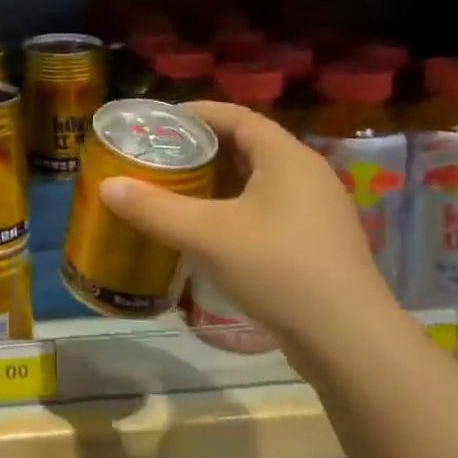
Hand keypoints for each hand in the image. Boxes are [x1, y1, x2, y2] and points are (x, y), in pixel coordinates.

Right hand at [99, 101, 391, 353]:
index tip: (158, 123)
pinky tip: (209, 232)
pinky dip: (234, 209)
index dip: (196, 114)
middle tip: (159, 159)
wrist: (350, 343)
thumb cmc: (278, 269)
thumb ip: (154, 208)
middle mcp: (306, 175)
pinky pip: (267, 210)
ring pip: (257, 181)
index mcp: (286, 157)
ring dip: (217, 183)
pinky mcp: (317, 244)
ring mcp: (316, 211)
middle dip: (201, 150)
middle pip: (247, 146)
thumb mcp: (206, 235)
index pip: (237, 116)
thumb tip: (107, 186)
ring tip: (176, 192)